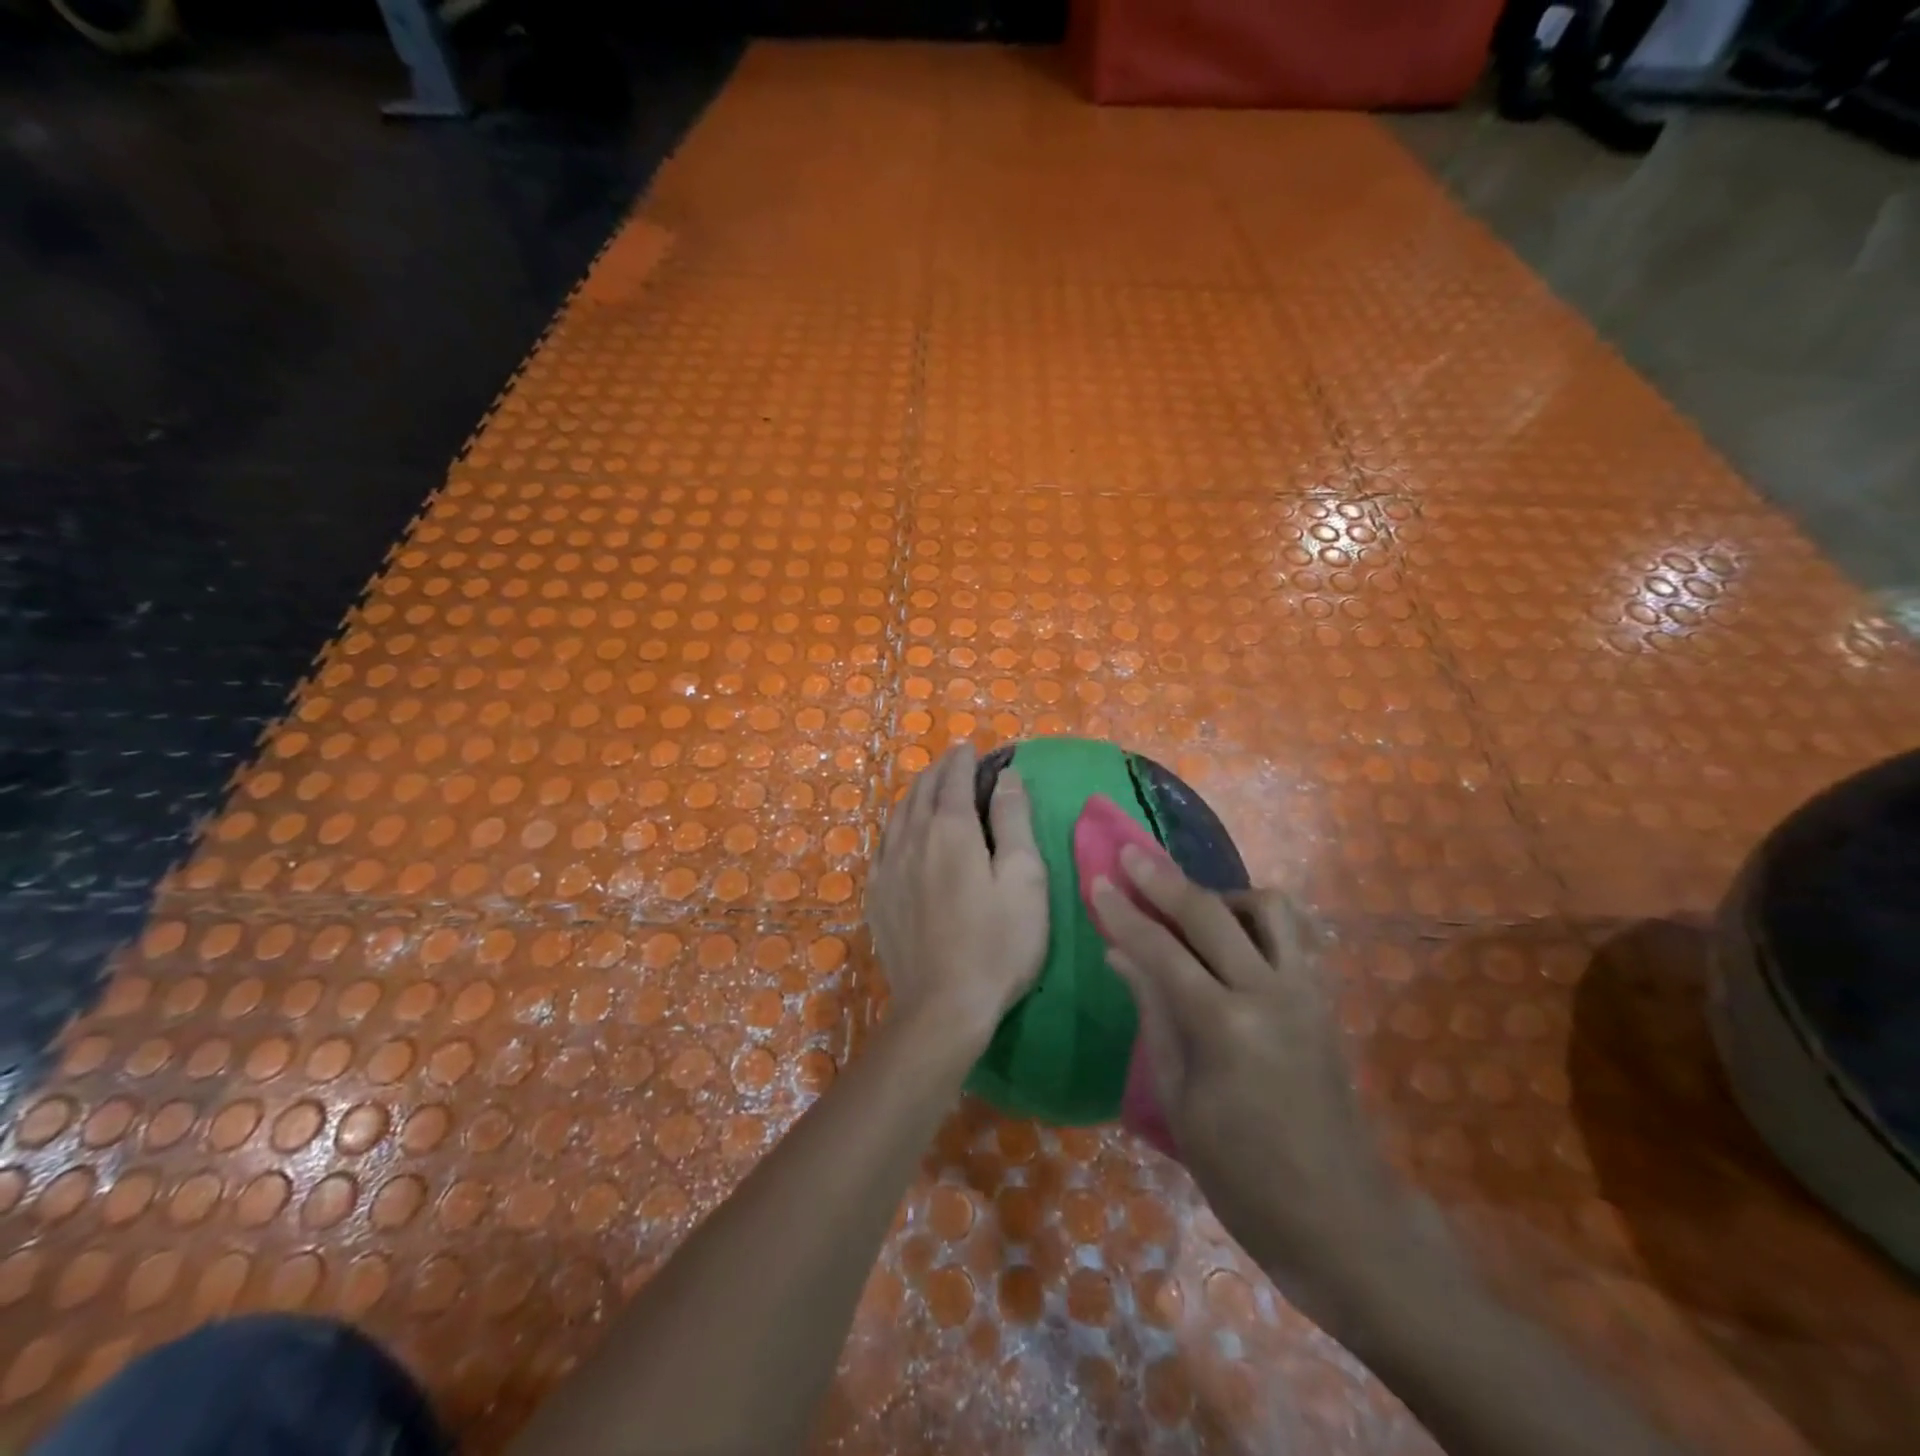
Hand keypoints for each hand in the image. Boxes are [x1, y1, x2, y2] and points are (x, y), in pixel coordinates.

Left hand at [866, 744, 1048, 1045]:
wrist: (943, 1006)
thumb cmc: (997, 943)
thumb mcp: (1024, 879)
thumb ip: (1014, 821)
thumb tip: (1006, 777)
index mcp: (951, 830)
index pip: (954, 779)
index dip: (963, 759)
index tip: (970, 747)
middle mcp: (912, 839)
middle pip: (921, 791)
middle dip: (938, 771)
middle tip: (953, 762)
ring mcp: (888, 868)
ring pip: (897, 815)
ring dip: (915, 794)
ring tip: (928, 788)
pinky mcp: (876, 896)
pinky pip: (883, 844)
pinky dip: (897, 825)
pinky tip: (901, 833)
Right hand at [1092, 848, 1416, 1319]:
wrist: (1341, 1217)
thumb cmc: (1242, 1174)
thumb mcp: (1179, 1099)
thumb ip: (1153, 1014)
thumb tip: (1121, 953)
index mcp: (1225, 1027)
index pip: (1162, 950)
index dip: (1125, 913)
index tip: (1098, 879)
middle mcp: (1270, 994)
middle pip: (1211, 912)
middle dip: (1164, 879)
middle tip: (1131, 853)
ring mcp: (1306, 992)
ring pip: (1269, 908)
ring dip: (1223, 894)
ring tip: (1192, 908)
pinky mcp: (1325, 999)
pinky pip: (1294, 935)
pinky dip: (1259, 920)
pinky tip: (1234, 935)